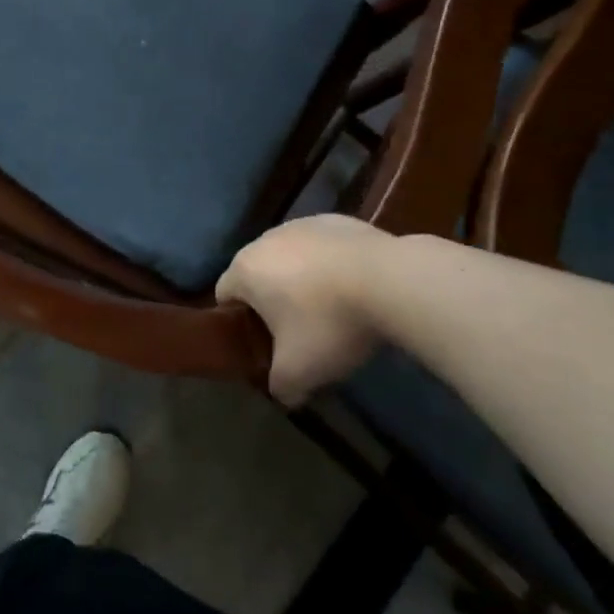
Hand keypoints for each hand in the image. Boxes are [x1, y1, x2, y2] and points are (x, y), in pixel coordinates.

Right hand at [215, 214, 394, 405]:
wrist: (389, 280)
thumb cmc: (329, 323)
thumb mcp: (299, 371)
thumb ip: (281, 386)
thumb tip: (283, 393)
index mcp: (245, 270)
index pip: (224, 295)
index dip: (239, 323)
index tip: (264, 344)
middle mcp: (265, 239)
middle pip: (257, 274)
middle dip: (272, 301)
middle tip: (298, 332)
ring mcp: (301, 224)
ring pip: (290, 257)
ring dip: (301, 280)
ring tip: (332, 309)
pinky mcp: (335, 220)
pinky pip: (321, 247)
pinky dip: (329, 265)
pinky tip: (355, 287)